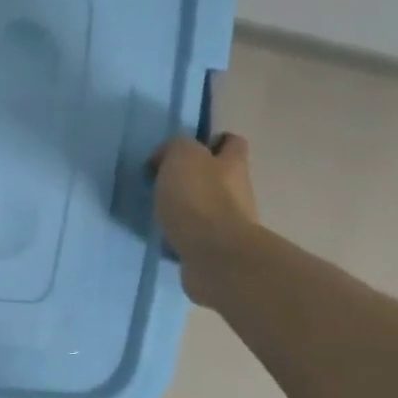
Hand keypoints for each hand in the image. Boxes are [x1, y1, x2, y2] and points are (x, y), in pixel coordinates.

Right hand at [149, 133, 261, 305]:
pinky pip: (197, 235)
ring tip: (158, 211)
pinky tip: (164, 236)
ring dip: (186, 208)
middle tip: (163, 183)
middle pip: (219, 177)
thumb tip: (166, 157)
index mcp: (233, 163)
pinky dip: (182, 234)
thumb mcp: (182, 156)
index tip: (184, 151)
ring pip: (207, 207)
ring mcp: (230, 223)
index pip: (231, 142)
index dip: (210, 142)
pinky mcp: (217, 250)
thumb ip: (175, 147)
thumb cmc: (198, 199)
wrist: (213, 255)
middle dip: (194, 178)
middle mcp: (238, 191)